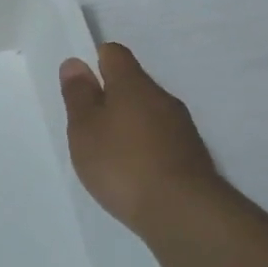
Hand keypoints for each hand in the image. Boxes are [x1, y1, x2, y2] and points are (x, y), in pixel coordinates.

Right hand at [59, 42, 227, 236]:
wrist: (183, 212)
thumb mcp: (85, 129)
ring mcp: (182, 127)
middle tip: (87, 124)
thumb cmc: (122, 164)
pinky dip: (145, 147)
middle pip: (132, 84)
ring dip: (128, 124)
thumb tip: (75, 62)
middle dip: (110, 97)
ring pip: (148, 112)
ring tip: (108, 152)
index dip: (95, 61)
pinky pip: (161, 138)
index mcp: (133, 84)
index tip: (80, 85)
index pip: (114, 54)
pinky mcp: (192, 156)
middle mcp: (162, 97)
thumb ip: (78, 95)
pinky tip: (133, 172)